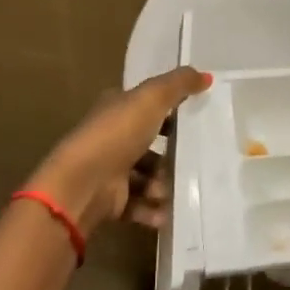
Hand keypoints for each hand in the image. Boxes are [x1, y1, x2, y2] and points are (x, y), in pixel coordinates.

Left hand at [26, 67, 210, 239]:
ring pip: (146, 176)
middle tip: (191, 159)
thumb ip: (179, 84)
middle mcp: (111, 137)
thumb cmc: (118, 134)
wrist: (83, 184)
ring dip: (163, 183)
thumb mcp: (152, 98)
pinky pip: (139, 205)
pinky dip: (154, 210)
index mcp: (116, 108)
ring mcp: (109, 170)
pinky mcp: (110, 200)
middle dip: (170, 153)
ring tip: (174, 189)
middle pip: (148, 142)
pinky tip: (167, 213)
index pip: (145, 105)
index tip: (195, 118)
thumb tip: (207, 76)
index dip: (168, 109)